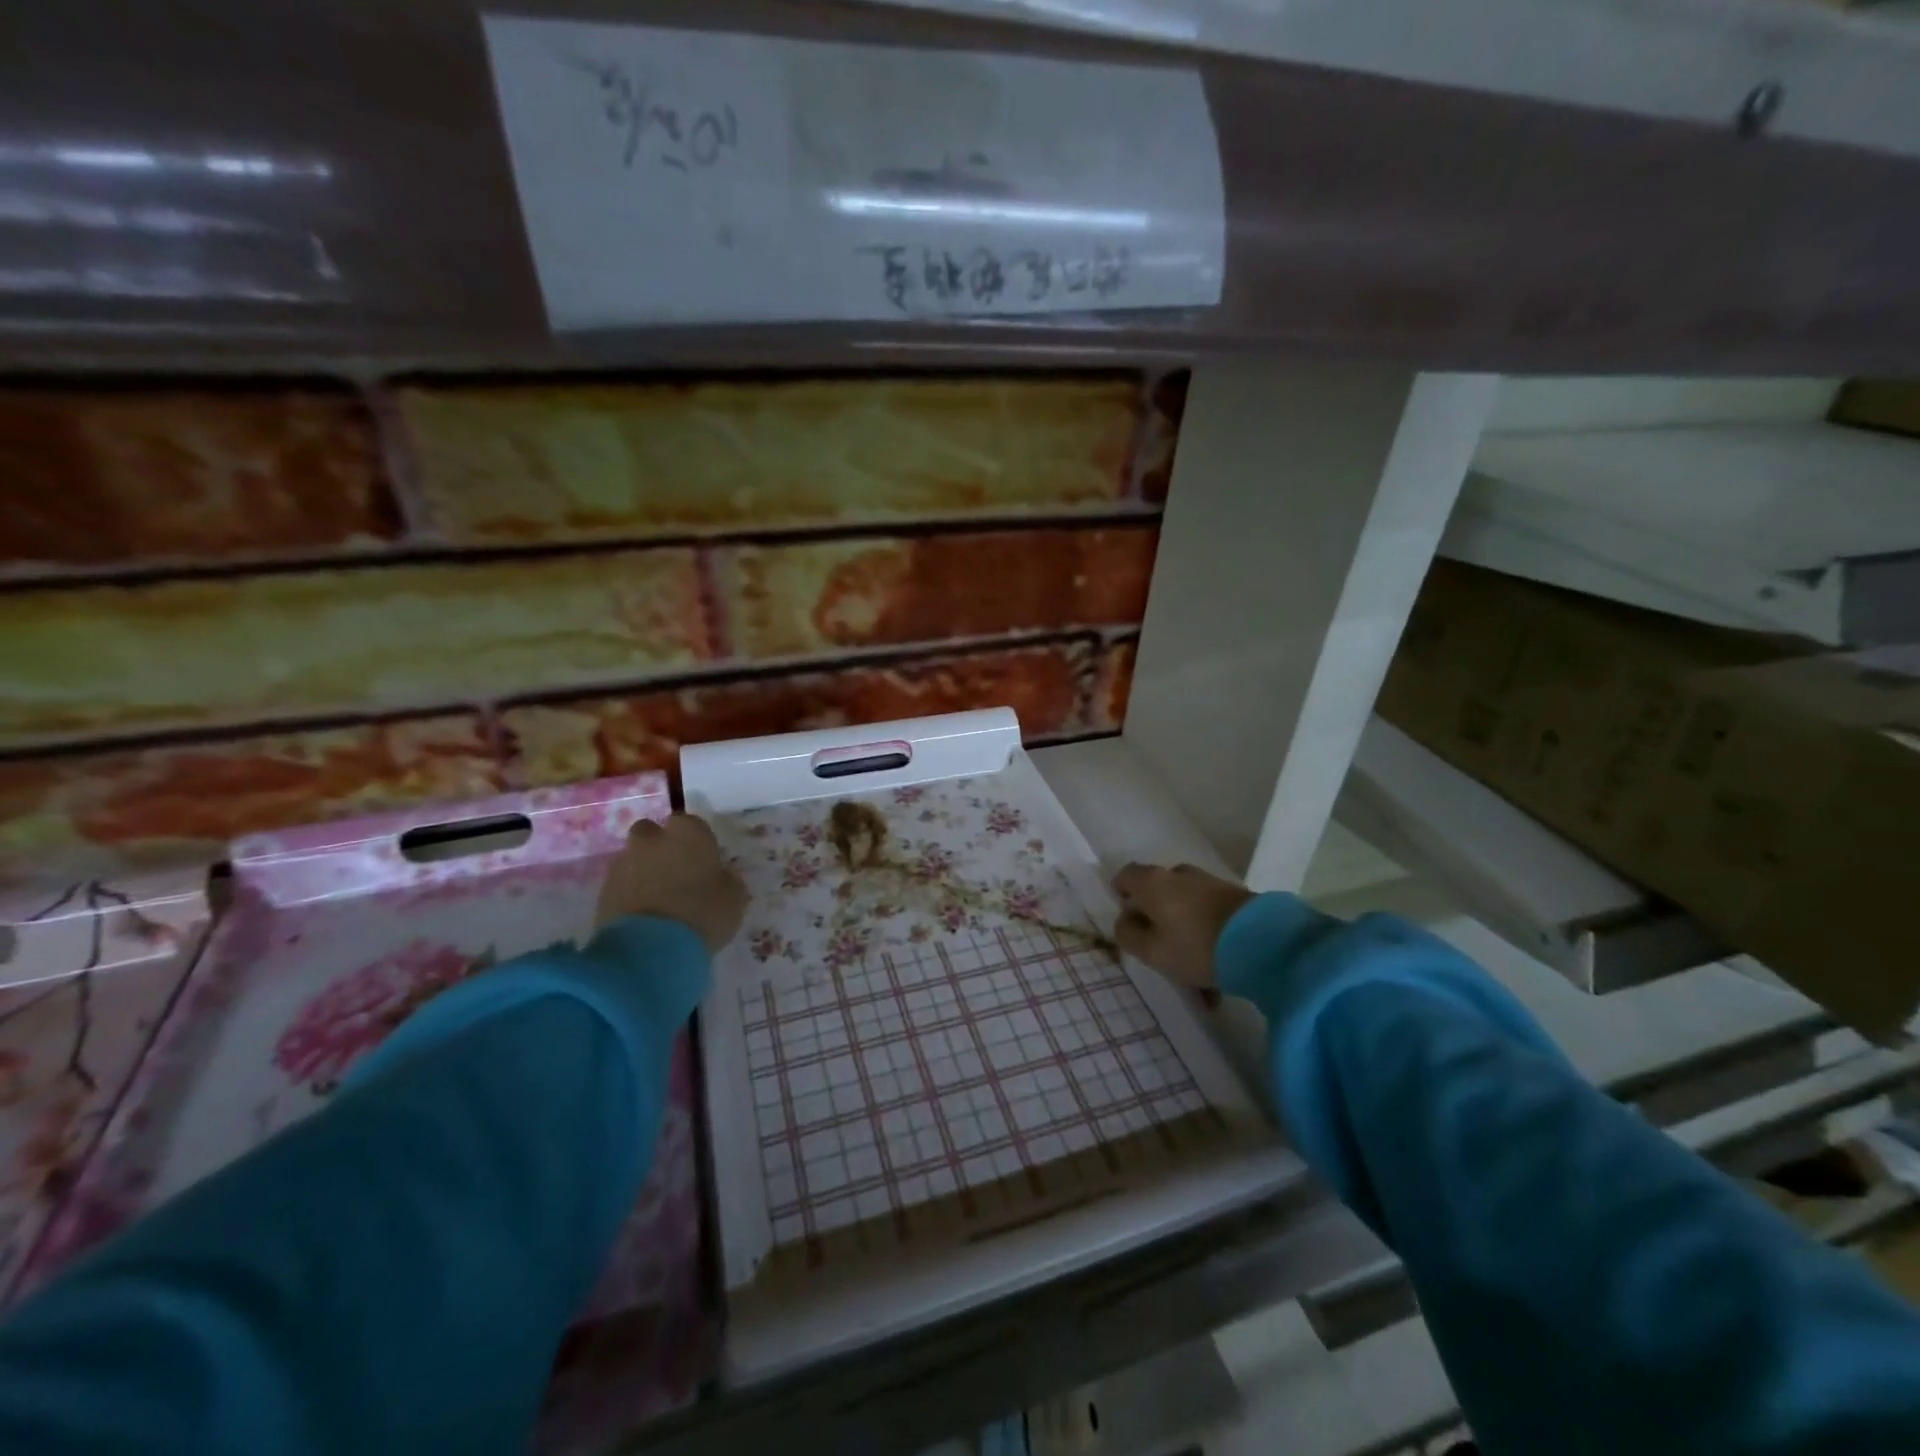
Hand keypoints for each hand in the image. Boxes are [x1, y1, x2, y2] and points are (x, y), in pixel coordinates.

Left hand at [595, 813, 748, 954]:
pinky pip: (621, 885)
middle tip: (676, 874)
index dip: (696, 842)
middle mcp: (652, 839)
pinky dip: (630, 894)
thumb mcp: (734, 898)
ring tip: (658, 901)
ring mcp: (623, 863)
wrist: (649, 949)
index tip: (703, 862)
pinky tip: (644, 917)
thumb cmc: (702, 913)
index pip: (691, 824)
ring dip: (644, 871)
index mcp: (688, 833)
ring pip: (634, 858)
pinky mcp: (602, 890)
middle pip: (652, 833)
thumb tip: (721, 876)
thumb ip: (728, 880)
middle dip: (660, 847)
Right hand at [1111, 862, 1253, 990]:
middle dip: (1155, 916)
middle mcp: (1179, 875)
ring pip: (1185, 907)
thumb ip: (1128, 934)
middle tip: (1156, 946)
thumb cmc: (1195, 945)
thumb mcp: (1151, 951)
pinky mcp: (1235, 897)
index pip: (1126, 876)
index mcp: (1152, 883)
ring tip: (1192, 973)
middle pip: (1157, 892)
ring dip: (1183, 932)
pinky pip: (1209, 916)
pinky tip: (1215, 971)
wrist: (1262, 942)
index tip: (1125, 917)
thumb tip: (1125, 919)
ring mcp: (1210, 884)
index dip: (1121, 893)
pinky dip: (1206, 937)